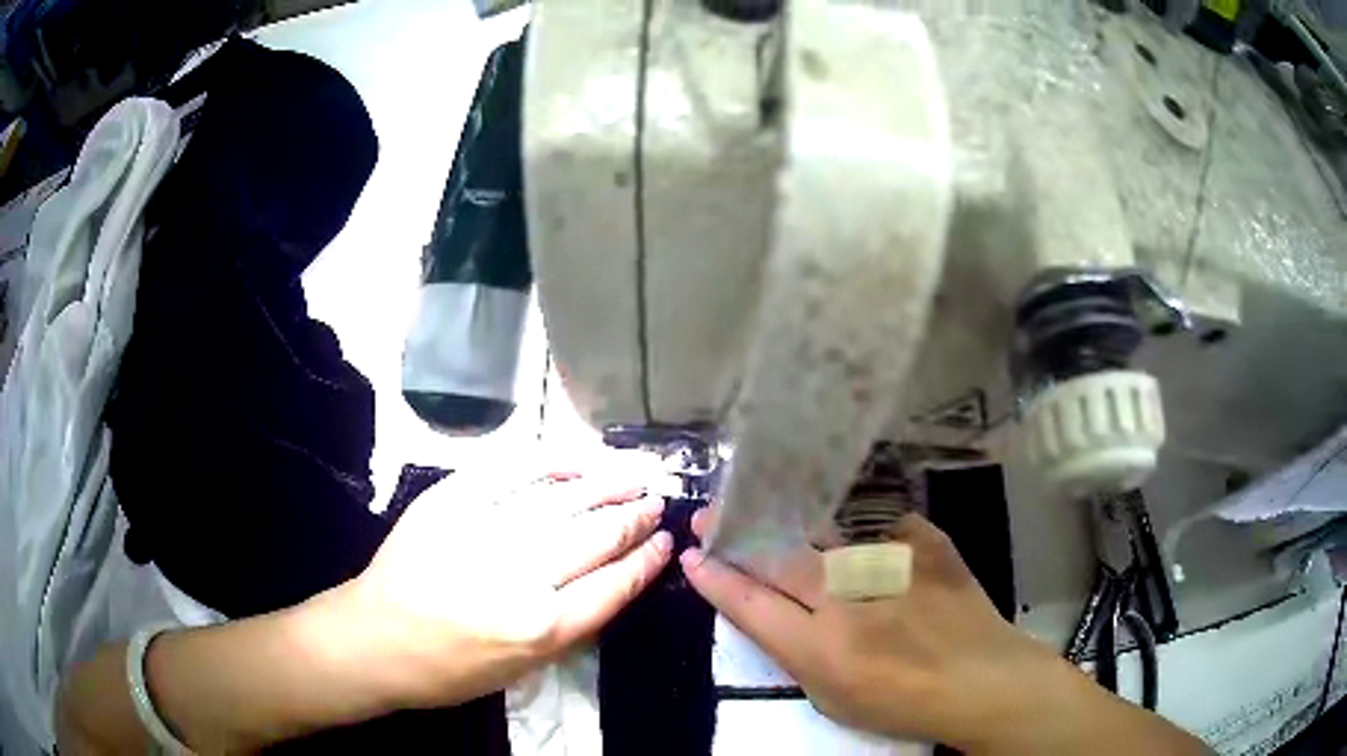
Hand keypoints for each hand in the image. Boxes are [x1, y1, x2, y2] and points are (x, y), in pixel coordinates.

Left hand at [330, 454, 675, 709]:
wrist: (374, 638)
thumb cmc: (449, 669)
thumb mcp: (524, 669)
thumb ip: (573, 624)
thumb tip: (615, 579)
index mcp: (541, 628)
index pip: (614, 585)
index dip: (646, 559)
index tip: (666, 540)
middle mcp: (520, 576)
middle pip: (595, 536)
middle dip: (634, 516)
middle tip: (657, 499)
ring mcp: (483, 531)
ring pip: (563, 498)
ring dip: (607, 481)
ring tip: (636, 471)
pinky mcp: (451, 500)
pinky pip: (512, 469)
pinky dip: (552, 459)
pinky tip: (580, 455)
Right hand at [681, 511, 1207, 754]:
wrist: (983, 680)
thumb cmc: (902, 704)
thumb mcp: (832, 698)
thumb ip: (794, 652)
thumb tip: (765, 610)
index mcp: (819, 645)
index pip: (749, 603)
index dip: (715, 577)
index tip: (692, 556)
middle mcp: (848, 596)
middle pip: (777, 555)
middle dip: (735, 533)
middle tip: (710, 514)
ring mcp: (891, 563)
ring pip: (824, 531)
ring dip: (788, 520)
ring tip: (765, 502)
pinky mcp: (926, 544)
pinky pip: (883, 525)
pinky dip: (865, 530)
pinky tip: (861, 534)